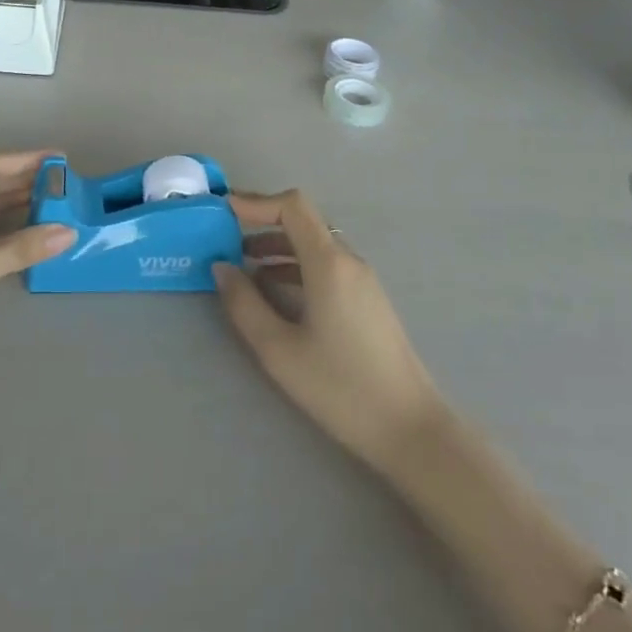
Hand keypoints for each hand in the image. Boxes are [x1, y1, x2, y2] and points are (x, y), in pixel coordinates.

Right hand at [214, 190, 446, 470]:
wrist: (410, 429)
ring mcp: (362, 280)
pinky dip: (294, 265)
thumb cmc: (340, 387)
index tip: (222, 212)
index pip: (292, 206)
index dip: (255, 202)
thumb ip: (244, 304)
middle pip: (302, 221)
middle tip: (224, 238)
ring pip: (314, 244)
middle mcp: (348, 261)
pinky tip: (274, 291)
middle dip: (261, 223)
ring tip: (241, 266)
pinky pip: (326, 265)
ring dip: (276, 246)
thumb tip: (222, 268)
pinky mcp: (367, 300)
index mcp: (329, 263)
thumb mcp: (278, 349)